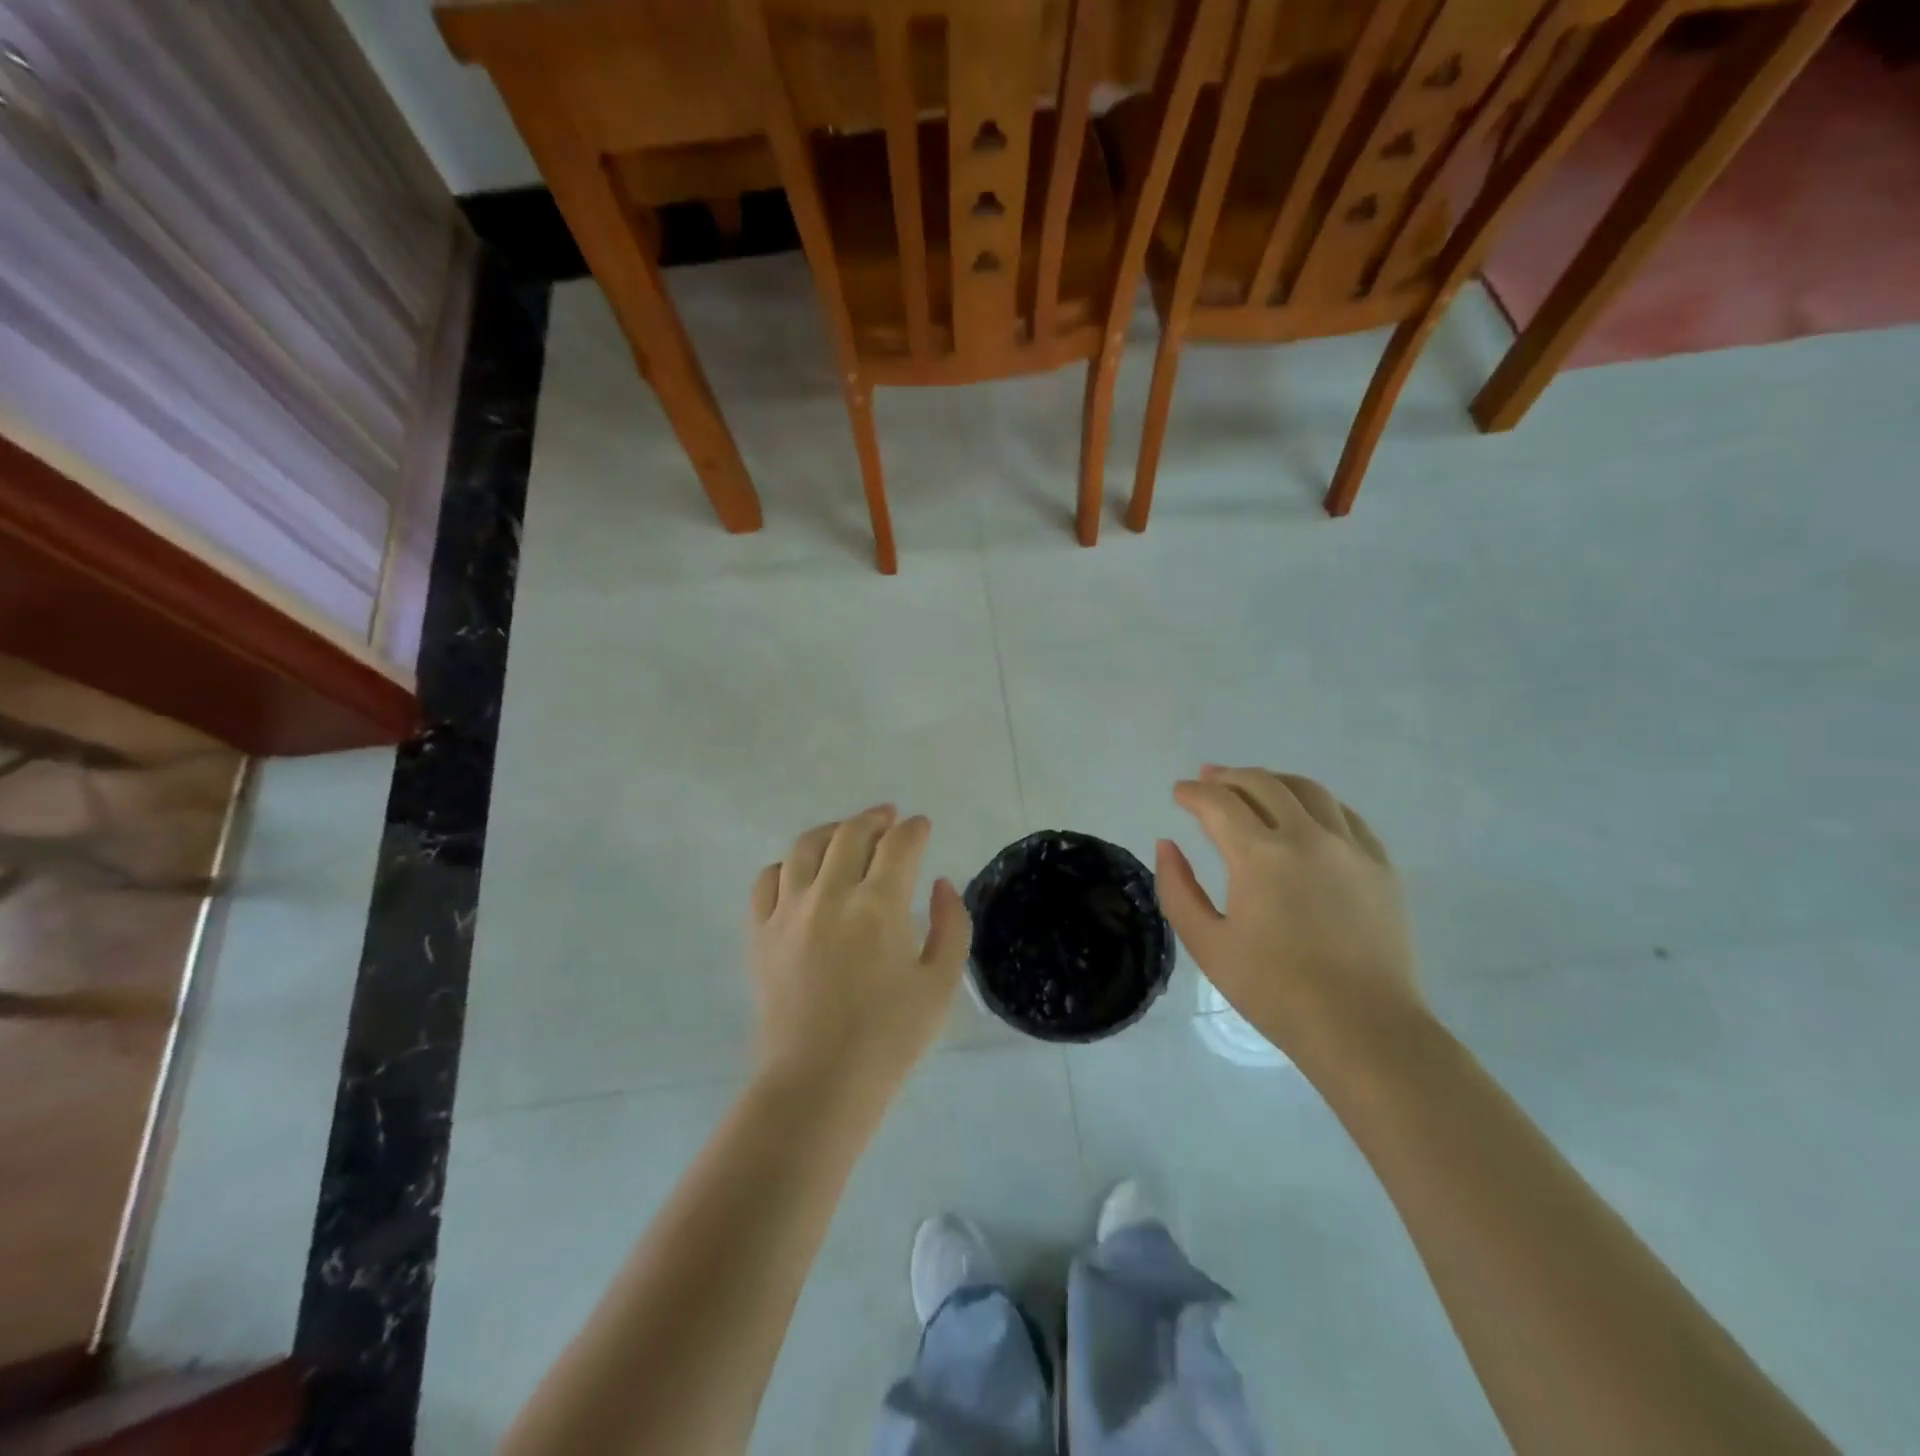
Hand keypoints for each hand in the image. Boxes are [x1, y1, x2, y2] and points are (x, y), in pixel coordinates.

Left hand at [748, 805, 970, 1104]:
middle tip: (889, 818)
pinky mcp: (760, 933)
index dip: (915, 829)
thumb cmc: (889, 1038)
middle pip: (851, 833)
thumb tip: (940, 884)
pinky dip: (787, 865)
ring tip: (846, 834)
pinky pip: (767, 880)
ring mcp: (789, 911)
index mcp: (879, 905)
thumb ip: (952, 926)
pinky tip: (800, 874)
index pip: (899, 844)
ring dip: (832, 831)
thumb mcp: (940, 984)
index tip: (922, 827)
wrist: (817, 1084)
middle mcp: (831, 895)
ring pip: (805, 847)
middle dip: (875, 818)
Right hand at [1156, 767, 1422, 1070]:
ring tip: (1254, 786)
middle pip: (1262, 784)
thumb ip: (1178, 888)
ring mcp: (1350, 848)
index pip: (1218, 803)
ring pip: (1308, 790)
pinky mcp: (1380, 866)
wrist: (1362, 1027)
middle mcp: (1306, 837)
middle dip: (1228, 777)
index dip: (1193, 792)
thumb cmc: (1274, 990)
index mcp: (1259, 856)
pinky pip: (1346, 815)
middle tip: (1208, 780)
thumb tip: (1167, 845)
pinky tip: (1306, 813)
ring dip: (1273, 781)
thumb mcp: (1207, 944)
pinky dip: (1316, 803)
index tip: (1179, 793)